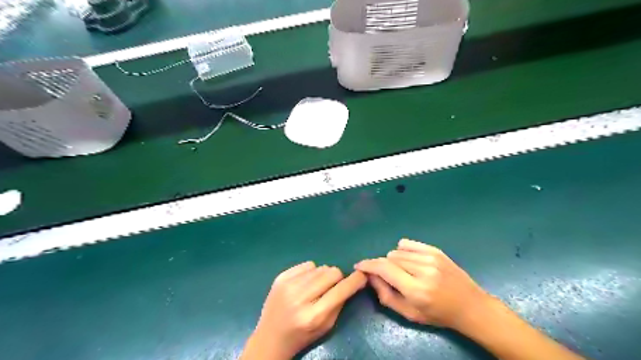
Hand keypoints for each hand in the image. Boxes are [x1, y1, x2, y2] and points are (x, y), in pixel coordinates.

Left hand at [241, 262, 367, 359]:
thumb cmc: (302, 335)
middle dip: (337, 278)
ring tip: (315, 288)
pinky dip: (311, 272)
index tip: (362, 275)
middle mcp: (300, 298)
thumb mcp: (326, 326)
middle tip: (332, 287)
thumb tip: (353, 281)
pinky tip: (304, 284)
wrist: (270, 337)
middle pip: (331, 272)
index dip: (355, 281)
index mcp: (313, 316)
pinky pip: (307, 264)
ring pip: (320, 267)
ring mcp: (288, 285)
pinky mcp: (280, 277)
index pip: (340, 291)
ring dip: (323, 276)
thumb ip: (340, 303)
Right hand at [355, 239, 492, 331]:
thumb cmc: (438, 315)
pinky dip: (402, 251)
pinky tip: (408, 261)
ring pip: (397, 251)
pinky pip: (407, 244)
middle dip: (382, 267)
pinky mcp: (435, 250)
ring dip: (393, 261)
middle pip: (389, 258)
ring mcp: (431, 257)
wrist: (470, 306)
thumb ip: (385, 295)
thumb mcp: (409, 314)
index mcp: (416, 289)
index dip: (368, 265)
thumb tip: (370, 277)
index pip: (384, 269)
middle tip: (387, 277)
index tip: (359, 266)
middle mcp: (423, 270)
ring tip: (402, 272)